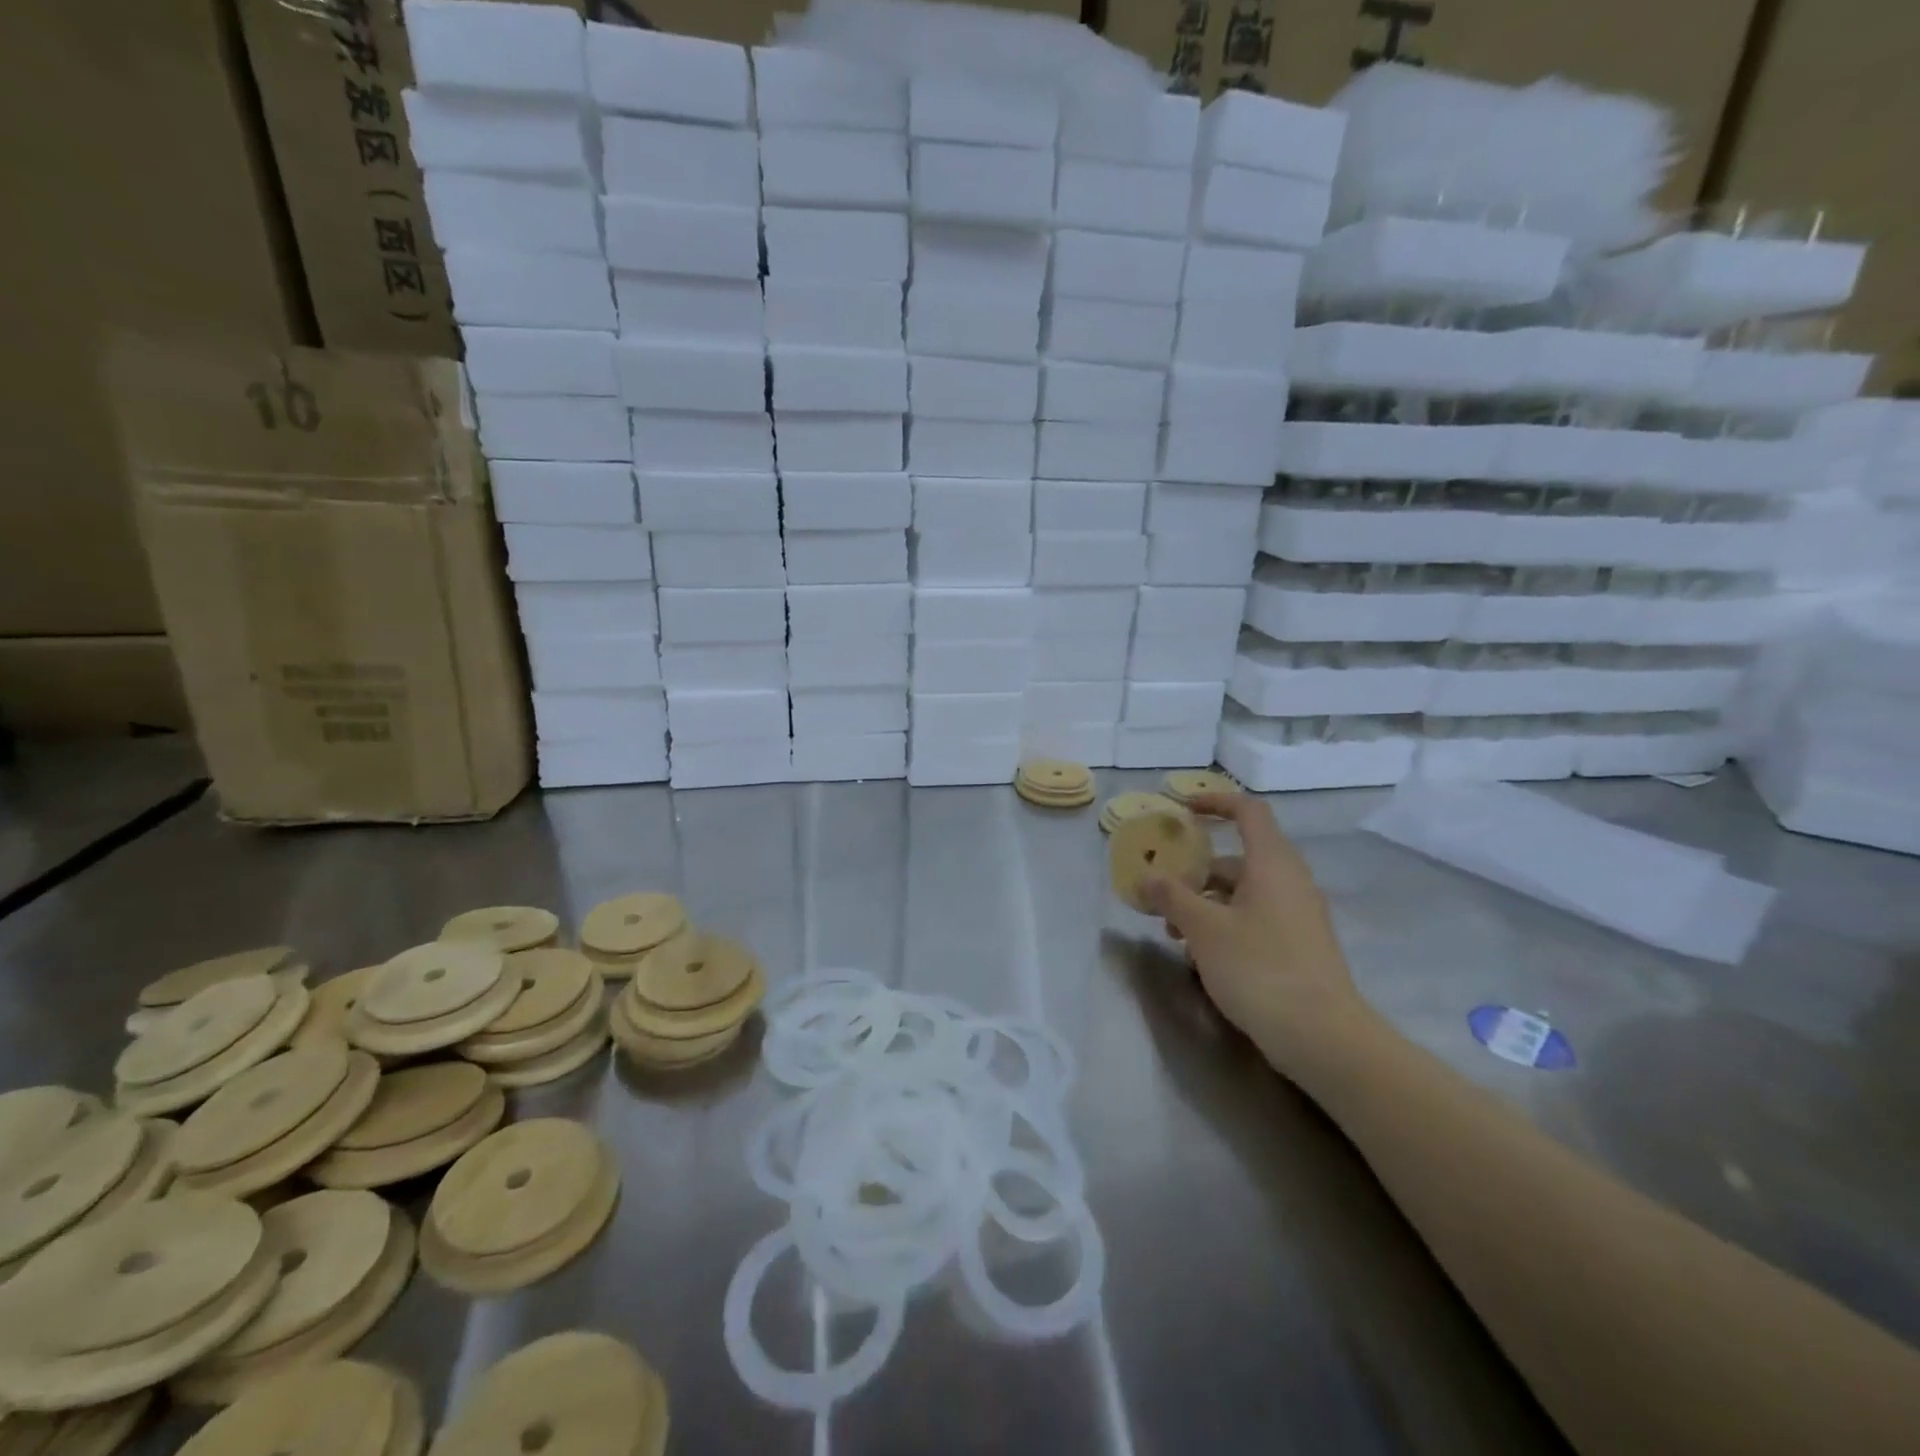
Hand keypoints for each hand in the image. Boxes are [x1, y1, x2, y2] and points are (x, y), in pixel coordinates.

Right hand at [1140, 793, 1369, 1071]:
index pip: (1247, 811)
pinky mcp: (1299, 945)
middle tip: (1163, 890)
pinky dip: (1225, 924)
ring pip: (1244, 892)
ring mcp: (1298, 915)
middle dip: (1196, 870)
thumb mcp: (1204, 929)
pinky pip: (1256, 918)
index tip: (1182, 808)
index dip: (1215, 801)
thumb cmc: (1259, 968)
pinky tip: (1201, 956)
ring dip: (1205, 903)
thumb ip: (1172, 896)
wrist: (1322, 1036)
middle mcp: (1290, 881)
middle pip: (1239, 857)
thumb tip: (1147, 877)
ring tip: (1172, 932)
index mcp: (1272, 863)